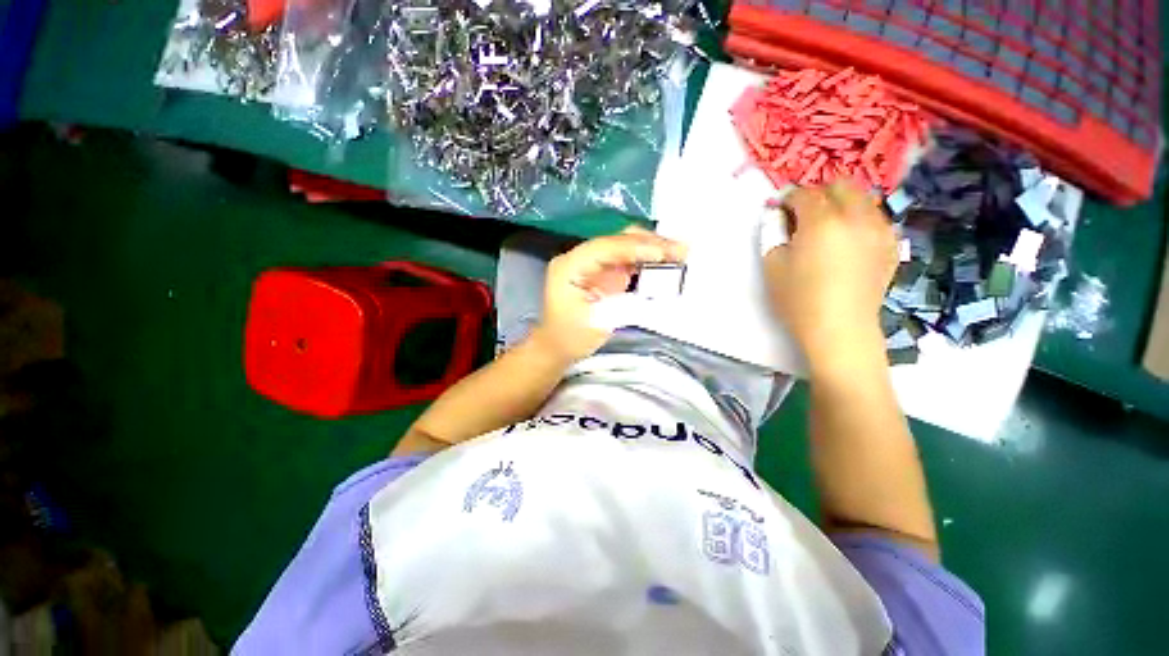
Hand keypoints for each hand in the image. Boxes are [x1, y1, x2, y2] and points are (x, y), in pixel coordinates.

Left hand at [533, 227, 687, 362]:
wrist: (557, 345)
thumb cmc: (570, 338)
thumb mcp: (596, 324)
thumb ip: (624, 303)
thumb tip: (653, 286)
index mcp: (569, 267)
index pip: (604, 248)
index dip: (634, 248)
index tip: (663, 254)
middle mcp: (580, 258)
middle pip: (616, 240)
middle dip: (648, 243)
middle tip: (680, 250)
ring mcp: (592, 263)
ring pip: (624, 245)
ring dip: (651, 247)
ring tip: (679, 253)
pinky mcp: (603, 271)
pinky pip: (627, 258)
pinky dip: (647, 259)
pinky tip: (665, 262)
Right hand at [763, 181, 896, 367]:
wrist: (840, 329)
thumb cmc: (799, 300)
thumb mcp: (773, 267)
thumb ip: (772, 234)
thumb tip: (777, 215)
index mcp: (822, 223)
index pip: (804, 194)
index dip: (788, 198)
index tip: (778, 209)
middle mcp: (855, 217)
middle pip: (839, 186)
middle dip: (818, 194)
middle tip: (802, 214)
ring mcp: (878, 230)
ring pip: (862, 199)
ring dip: (841, 204)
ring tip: (826, 226)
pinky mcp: (890, 245)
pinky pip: (875, 218)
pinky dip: (858, 219)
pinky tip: (847, 240)